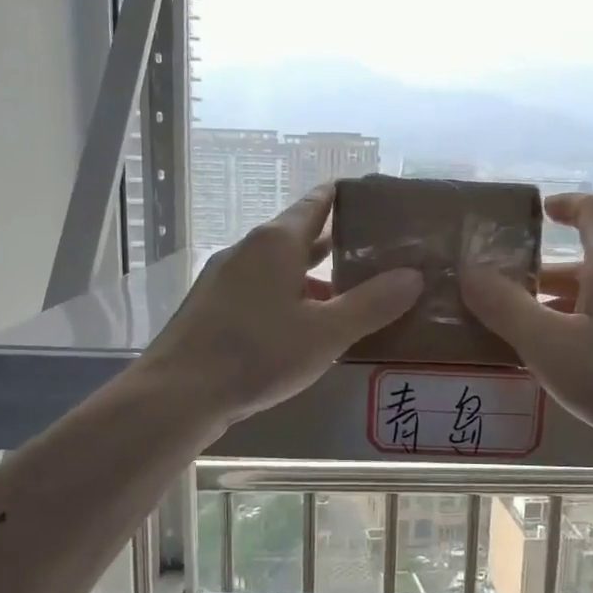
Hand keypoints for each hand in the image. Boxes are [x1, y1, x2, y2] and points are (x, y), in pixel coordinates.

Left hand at [143, 185, 422, 425]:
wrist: (178, 394)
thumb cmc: (257, 354)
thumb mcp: (325, 333)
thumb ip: (372, 304)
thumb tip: (413, 275)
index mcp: (276, 242)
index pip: (317, 203)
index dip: (347, 198)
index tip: (377, 204)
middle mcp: (248, 250)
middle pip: (299, 236)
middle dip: (337, 245)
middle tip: (378, 257)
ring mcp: (224, 278)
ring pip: (279, 269)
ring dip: (312, 280)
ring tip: (348, 299)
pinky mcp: (211, 308)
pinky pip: (259, 292)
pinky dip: (287, 300)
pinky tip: (302, 330)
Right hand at [460, 193, 592, 459]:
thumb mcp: (548, 345)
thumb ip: (504, 307)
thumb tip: (470, 270)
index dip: (567, 204)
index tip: (541, 212)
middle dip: (550, 275)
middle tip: (511, 295)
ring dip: (569, 306)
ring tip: (532, 336)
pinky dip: (592, 329)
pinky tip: (576, 367)